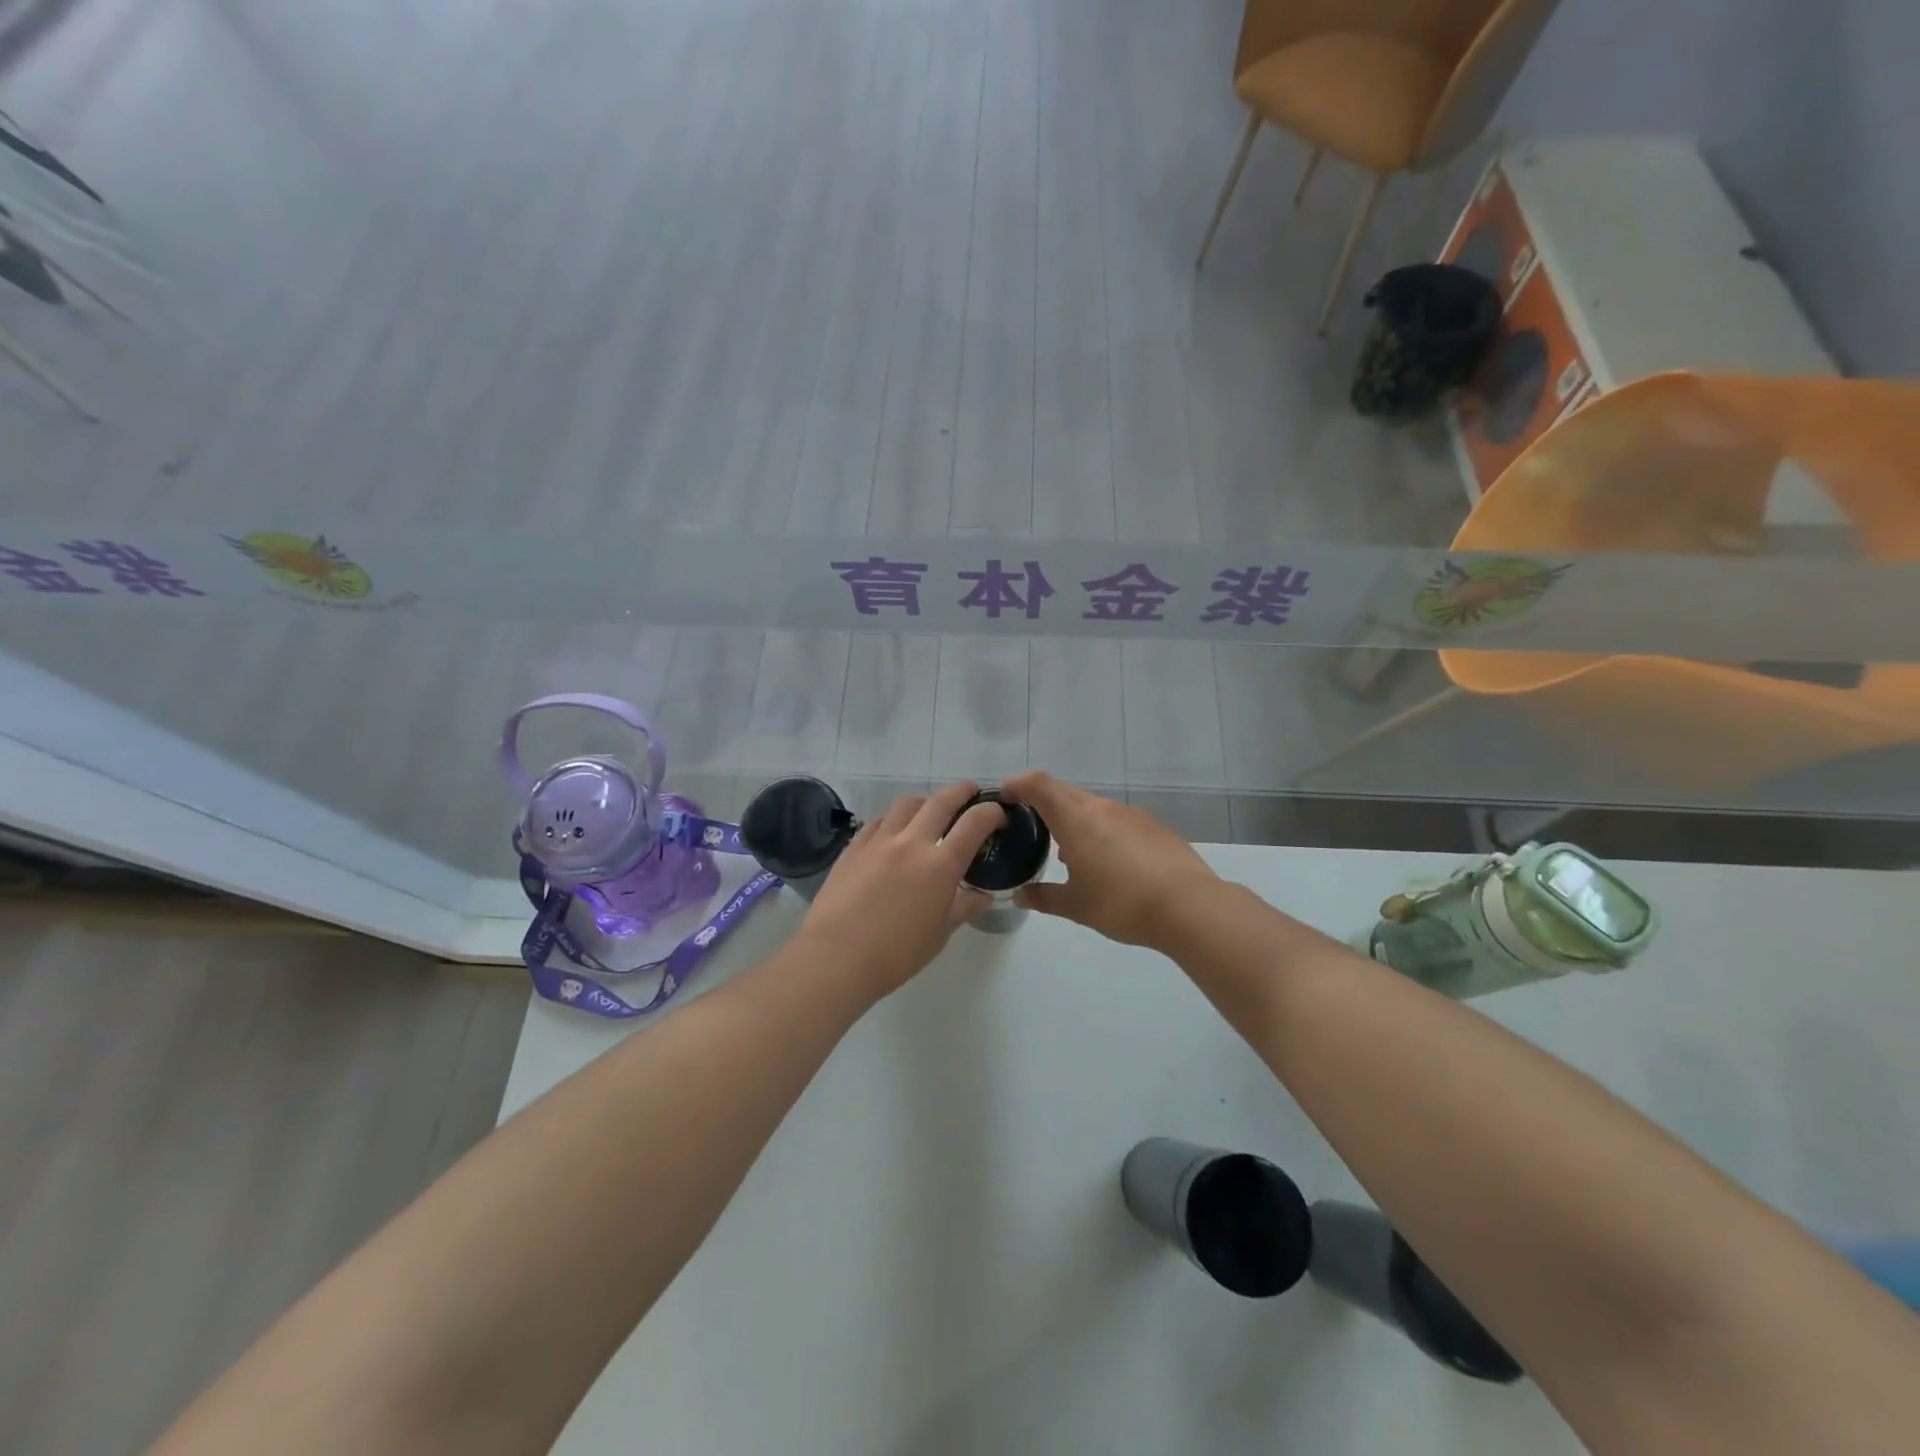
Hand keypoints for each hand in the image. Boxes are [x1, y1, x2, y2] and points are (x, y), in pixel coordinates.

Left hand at [799, 782, 1005, 998]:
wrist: (836, 957)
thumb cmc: (896, 953)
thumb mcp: (940, 934)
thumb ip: (964, 907)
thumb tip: (983, 895)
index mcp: (940, 865)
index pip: (974, 823)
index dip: (990, 812)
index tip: (997, 813)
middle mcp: (911, 842)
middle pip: (941, 801)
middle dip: (961, 791)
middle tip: (970, 792)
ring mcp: (879, 841)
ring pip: (906, 804)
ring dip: (925, 801)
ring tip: (930, 811)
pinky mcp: (853, 847)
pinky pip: (878, 822)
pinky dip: (894, 820)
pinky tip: (893, 834)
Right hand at [1001, 771, 1219, 950]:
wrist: (1189, 906)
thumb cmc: (1121, 903)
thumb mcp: (1076, 906)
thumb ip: (1044, 898)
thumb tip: (1020, 896)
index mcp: (1076, 820)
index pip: (1039, 785)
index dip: (1018, 784)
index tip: (1005, 795)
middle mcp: (1102, 808)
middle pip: (1065, 792)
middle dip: (1043, 803)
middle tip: (1030, 826)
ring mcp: (1131, 815)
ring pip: (1093, 807)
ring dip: (1074, 820)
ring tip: (1069, 852)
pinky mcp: (1155, 827)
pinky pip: (1117, 820)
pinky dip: (1101, 831)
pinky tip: (1108, 862)